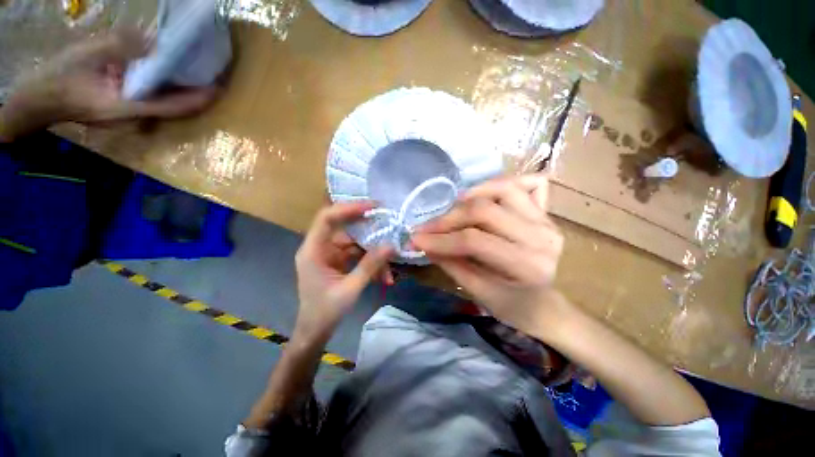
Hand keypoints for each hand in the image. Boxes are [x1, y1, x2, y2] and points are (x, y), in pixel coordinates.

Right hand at [0, 28, 217, 139]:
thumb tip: (154, 42)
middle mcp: (136, 117)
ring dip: (184, 91)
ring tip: (201, 75)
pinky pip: (154, 100)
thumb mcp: (88, 54)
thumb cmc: (61, 76)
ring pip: (166, 104)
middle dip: (196, 94)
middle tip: (213, 77)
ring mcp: (132, 115)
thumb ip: (121, 47)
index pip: (173, 107)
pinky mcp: (126, 109)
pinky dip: (167, 89)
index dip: (197, 99)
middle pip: (174, 107)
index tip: (217, 88)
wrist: (42, 98)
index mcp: (128, 108)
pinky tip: (174, 76)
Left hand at [294, 202, 393, 342]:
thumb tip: (391, 246)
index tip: (372, 207)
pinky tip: (383, 276)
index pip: (327, 219)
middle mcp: (320, 247)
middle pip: (344, 227)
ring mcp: (330, 254)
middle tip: (388, 224)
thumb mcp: (350, 289)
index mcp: (313, 251)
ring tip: (389, 268)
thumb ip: (370, 266)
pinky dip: (371, 262)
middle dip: (367, 227)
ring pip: (355, 242)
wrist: (315, 331)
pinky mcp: (338, 260)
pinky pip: (357, 254)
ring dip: (373, 253)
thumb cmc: (325, 313)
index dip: (348, 208)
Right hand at [412, 175, 568, 336]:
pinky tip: (485, 195)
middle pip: (484, 210)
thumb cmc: (514, 307)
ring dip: (470, 195)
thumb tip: (425, 243)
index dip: (440, 238)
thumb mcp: (479, 294)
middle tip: (427, 227)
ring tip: (451, 209)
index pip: (473, 240)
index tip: (415, 239)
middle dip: (448, 218)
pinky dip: (503, 184)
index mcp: (526, 265)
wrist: (547, 306)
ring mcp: (545, 220)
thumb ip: (451, 264)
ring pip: (502, 189)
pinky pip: (527, 183)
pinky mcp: (545, 212)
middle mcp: (540, 236)